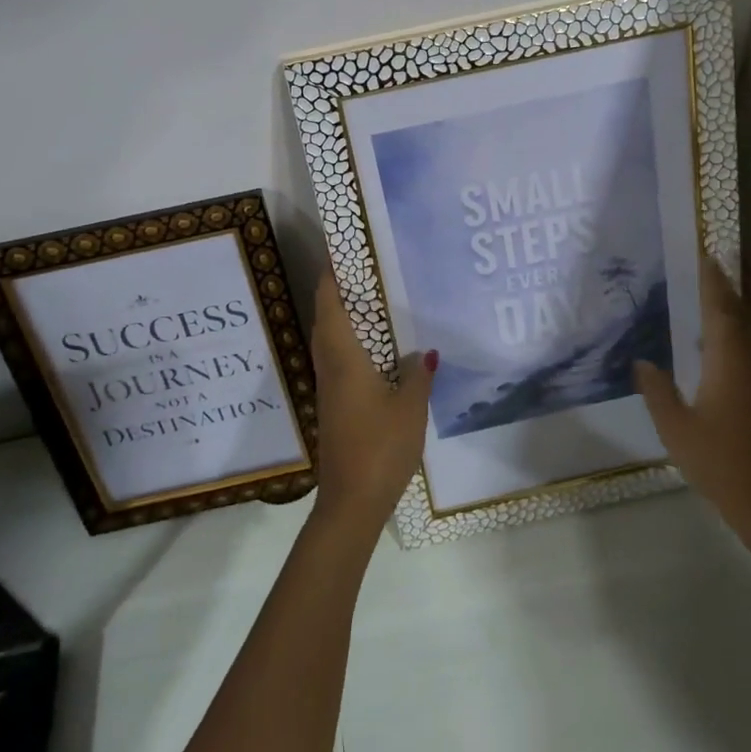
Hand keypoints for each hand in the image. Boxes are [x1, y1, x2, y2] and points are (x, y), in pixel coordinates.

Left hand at [309, 270, 434, 530]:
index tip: (342, 250)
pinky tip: (377, 349)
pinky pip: (338, 360)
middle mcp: (330, 366)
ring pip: (330, 340)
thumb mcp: (410, 408)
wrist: (352, 501)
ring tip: (374, 302)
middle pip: (327, 318)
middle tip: (366, 270)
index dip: (332, 274)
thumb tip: (424, 353)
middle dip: (339, 291)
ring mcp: (329, 388)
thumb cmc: (381, 446)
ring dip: (344, 317)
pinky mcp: (334, 405)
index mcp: (343, 358)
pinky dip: (351, 342)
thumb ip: (418, 376)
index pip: (330, 303)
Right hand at [634, 256, 750, 550]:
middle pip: (740, 316)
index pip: (720, 309)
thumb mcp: (676, 428)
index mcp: (730, 361)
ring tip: (706, 302)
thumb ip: (657, 390)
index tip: (705, 255)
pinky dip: (737, 339)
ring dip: (731, 315)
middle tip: (702, 271)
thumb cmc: (723, 464)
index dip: (712, 281)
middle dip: (723, 292)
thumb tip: (643, 361)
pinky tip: (717, 351)